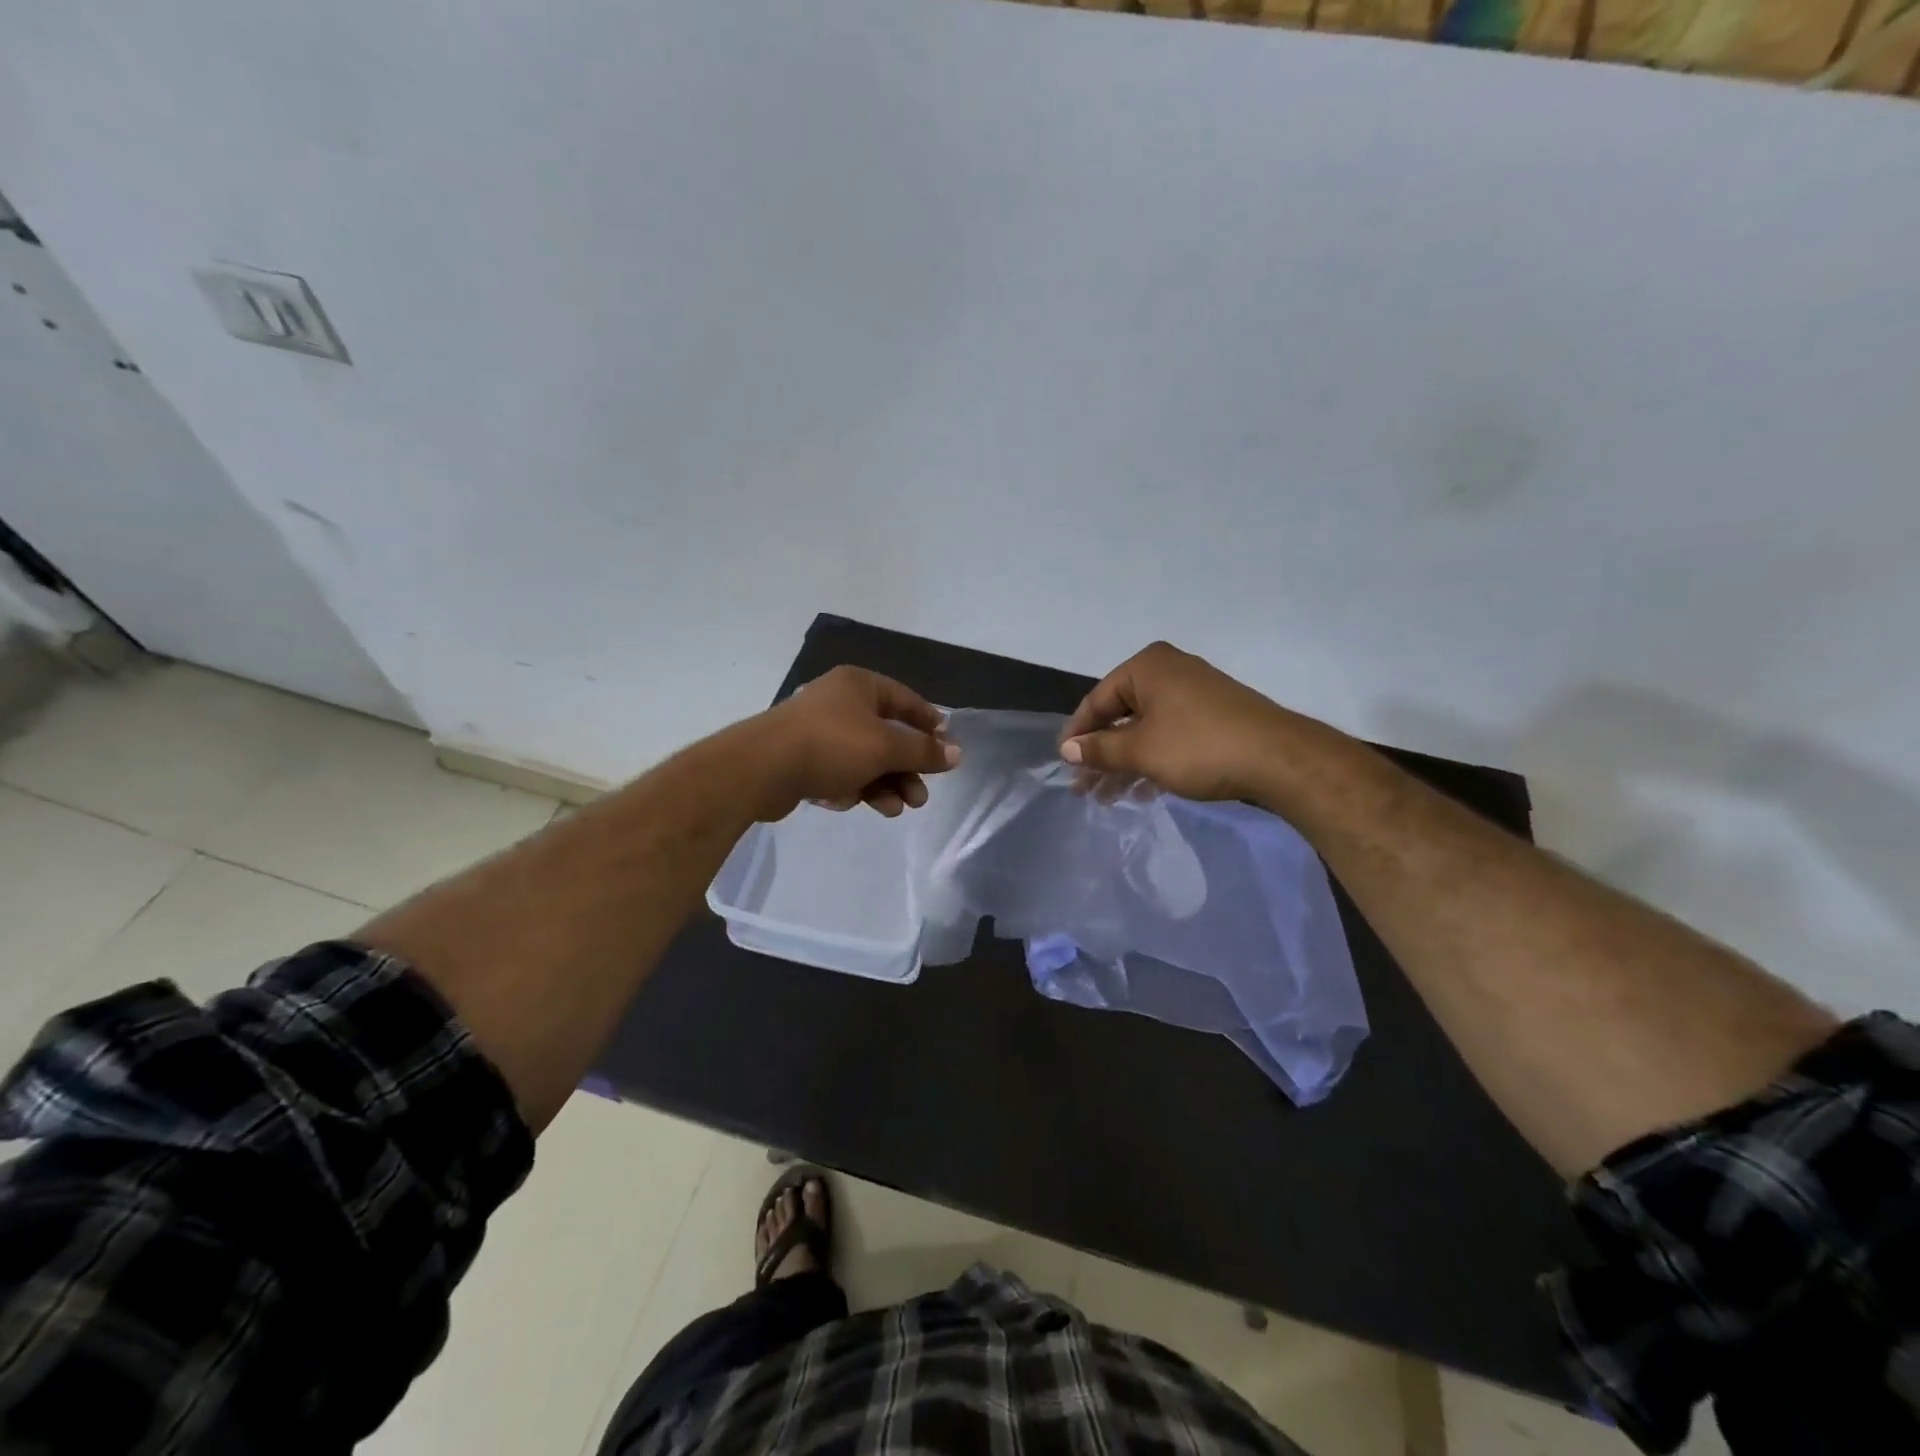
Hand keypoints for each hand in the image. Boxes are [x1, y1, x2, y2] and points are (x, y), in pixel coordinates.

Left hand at [753, 666, 960, 820]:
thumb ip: (924, 751)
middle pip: (886, 736)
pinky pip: (837, 772)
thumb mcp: (886, 748)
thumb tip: (958, 753)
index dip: (930, 725)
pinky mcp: (801, 758)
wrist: (761, 768)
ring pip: (863, 759)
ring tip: (893, 809)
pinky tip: (846, 802)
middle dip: (906, 769)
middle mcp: (839, 701)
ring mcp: (818, 730)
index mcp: (860, 685)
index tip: (947, 750)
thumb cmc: (832, 745)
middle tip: (919, 798)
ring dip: (882, 785)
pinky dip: (849, 787)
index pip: (907, 700)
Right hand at [1059, 642, 1292, 801]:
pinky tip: (1144, 792)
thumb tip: (1068, 750)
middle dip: (1101, 755)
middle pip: (1121, 715)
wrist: (1278, 759)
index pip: (1097, 700)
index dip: (1077, 735)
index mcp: (1147, 667)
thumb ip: (1099, 749)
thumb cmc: (1198, 747)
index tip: (1064, 764)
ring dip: (1125, 764)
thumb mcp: (1140, 751)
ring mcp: (1194, 692)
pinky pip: (1170, 735)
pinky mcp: (1213, 715)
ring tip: (1109, 798)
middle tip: (1085, 789)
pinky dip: (1153, 760)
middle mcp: (1169, 671)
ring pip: (1145, 729)